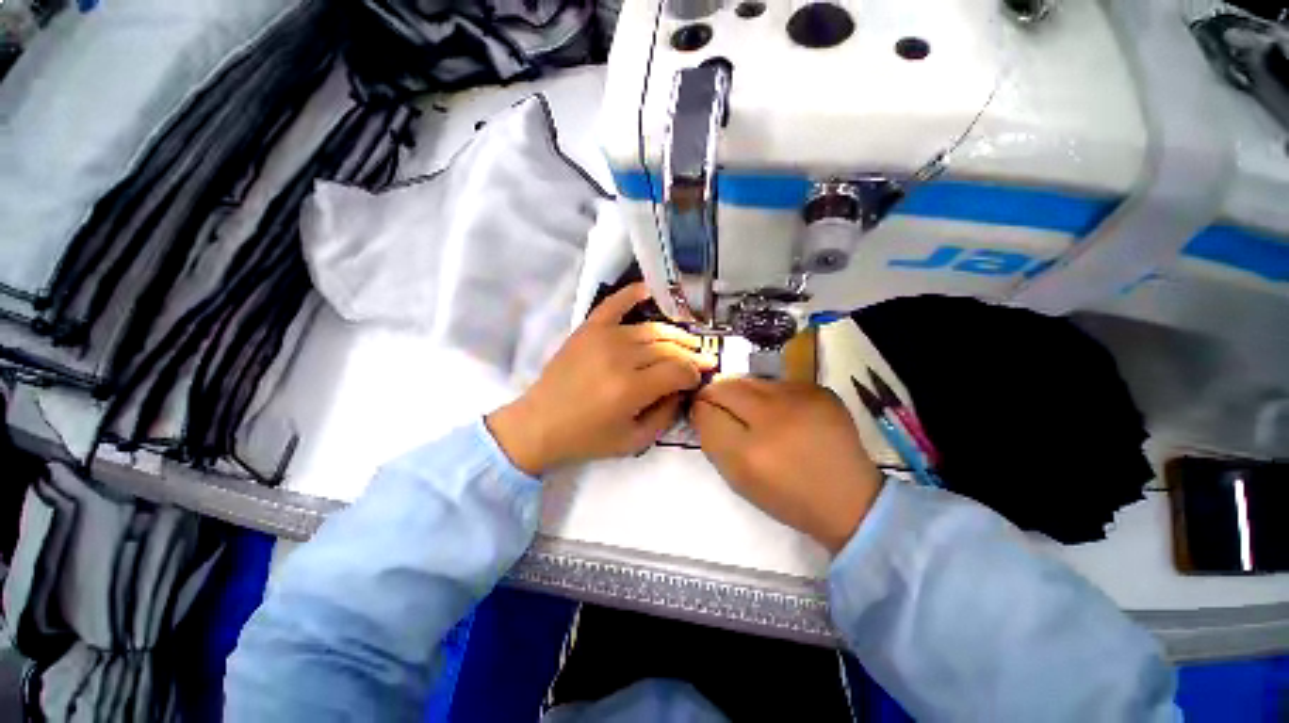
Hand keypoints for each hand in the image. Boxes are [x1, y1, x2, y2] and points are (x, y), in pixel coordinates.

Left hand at [487, 283, 716, 474]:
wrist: (539, 423)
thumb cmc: (587, 438)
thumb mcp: (634, 441)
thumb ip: (666, 414)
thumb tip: (682, 389)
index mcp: (630, 389)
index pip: (678, 370)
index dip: (694, 373)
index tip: (699, 378)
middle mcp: (620, 357)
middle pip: (668, 348)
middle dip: (690, 354)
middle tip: (701, 359)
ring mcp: (603, 338)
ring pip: (651, 329)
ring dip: (674, 334)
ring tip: (686, 341)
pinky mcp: (588, 328)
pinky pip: (614, 304)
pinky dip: (632, 294)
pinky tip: (648, 290)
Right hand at [690, 378, 883, 553]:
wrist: (849, 498)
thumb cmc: (787, 495)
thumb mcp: (738, 478)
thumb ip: (713, 441)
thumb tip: (701, 409)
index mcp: (749, 452)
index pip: (706, 410)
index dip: (700, 409)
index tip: (703, 413)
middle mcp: (772, 418)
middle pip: (725, 387)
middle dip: (716, 394)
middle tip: (721, 406)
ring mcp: (799, 399)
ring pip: (749, 380)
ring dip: (743, 393)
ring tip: (753, 412)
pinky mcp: (819, 390)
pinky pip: (776, 382)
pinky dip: (770, 394)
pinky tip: (781, 412)